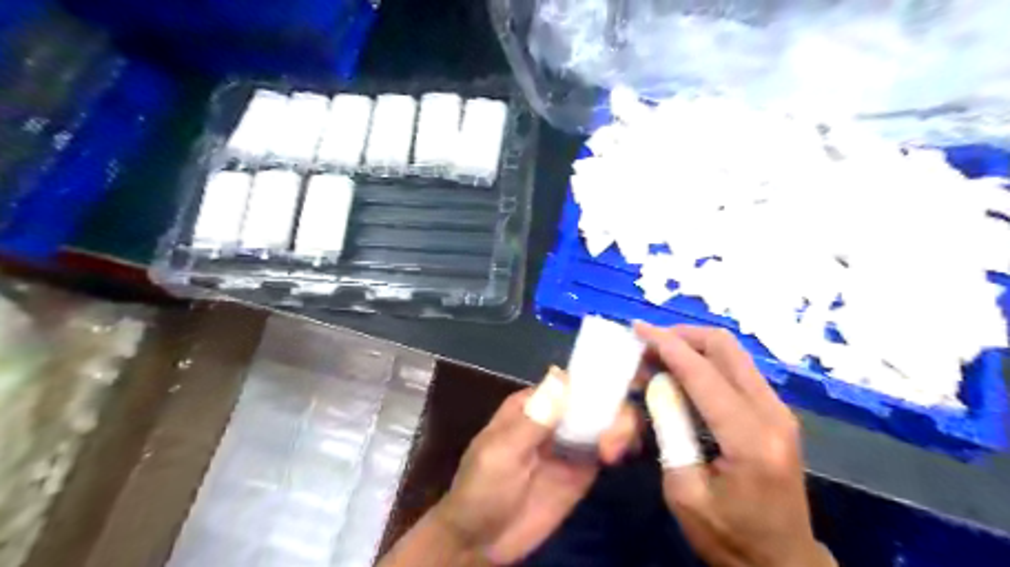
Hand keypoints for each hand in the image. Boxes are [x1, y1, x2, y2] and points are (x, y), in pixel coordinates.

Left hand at [434, 367, 638, 561]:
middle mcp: (555, 417)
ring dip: (621, 427)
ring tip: (615, 451)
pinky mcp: (582, 470)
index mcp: (532, 404)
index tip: (613, 397)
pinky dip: (621, 446)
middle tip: (613, 440)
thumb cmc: (482, 488)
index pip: (569, 382)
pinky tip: (622, 455)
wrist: (480, 541)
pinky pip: (607, 449)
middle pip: (593, 399)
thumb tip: (561, 375)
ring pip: (605, 422)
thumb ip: (533, 420)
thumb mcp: (502, 453)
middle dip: (613, 410)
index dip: (595, 383)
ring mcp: (570, 443)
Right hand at [638, 324, 836, 566]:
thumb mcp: (683, 490)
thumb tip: (655, 384)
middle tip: (647, 344)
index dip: (666, 345)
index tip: (637, 329)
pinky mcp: (775, 413)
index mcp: (750, 439)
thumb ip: (669, 430)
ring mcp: (779, 410)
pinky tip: (681, 376)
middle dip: (682, 335)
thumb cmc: (729, 535)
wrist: (783, 562)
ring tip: (657, 359)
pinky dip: (705, 362)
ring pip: (732, 353)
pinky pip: (736, 370)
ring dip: (692, 347)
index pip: (702, 373)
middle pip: (725, 347)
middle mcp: (773, 414)